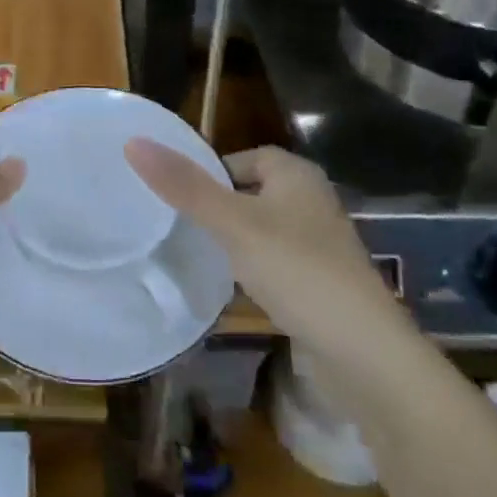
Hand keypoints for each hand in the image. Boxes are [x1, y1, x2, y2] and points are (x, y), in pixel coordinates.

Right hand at [124, 140, 403, 342]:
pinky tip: (227, 288)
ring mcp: (317, 247)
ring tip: (192, 253)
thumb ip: (185, 186)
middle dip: (217, 206)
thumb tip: (133, 142)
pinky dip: (249, 271)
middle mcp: (311, 204)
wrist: (363, 354)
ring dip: (232, 240)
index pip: (247, 157)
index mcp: (297, 177)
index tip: (176, 192)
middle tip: (175, 222)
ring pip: (261, 231)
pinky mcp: (318, 285)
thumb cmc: (297, 270)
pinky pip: (273, 265)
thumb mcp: (233, 224)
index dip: (212, 169)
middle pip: (252, 193)